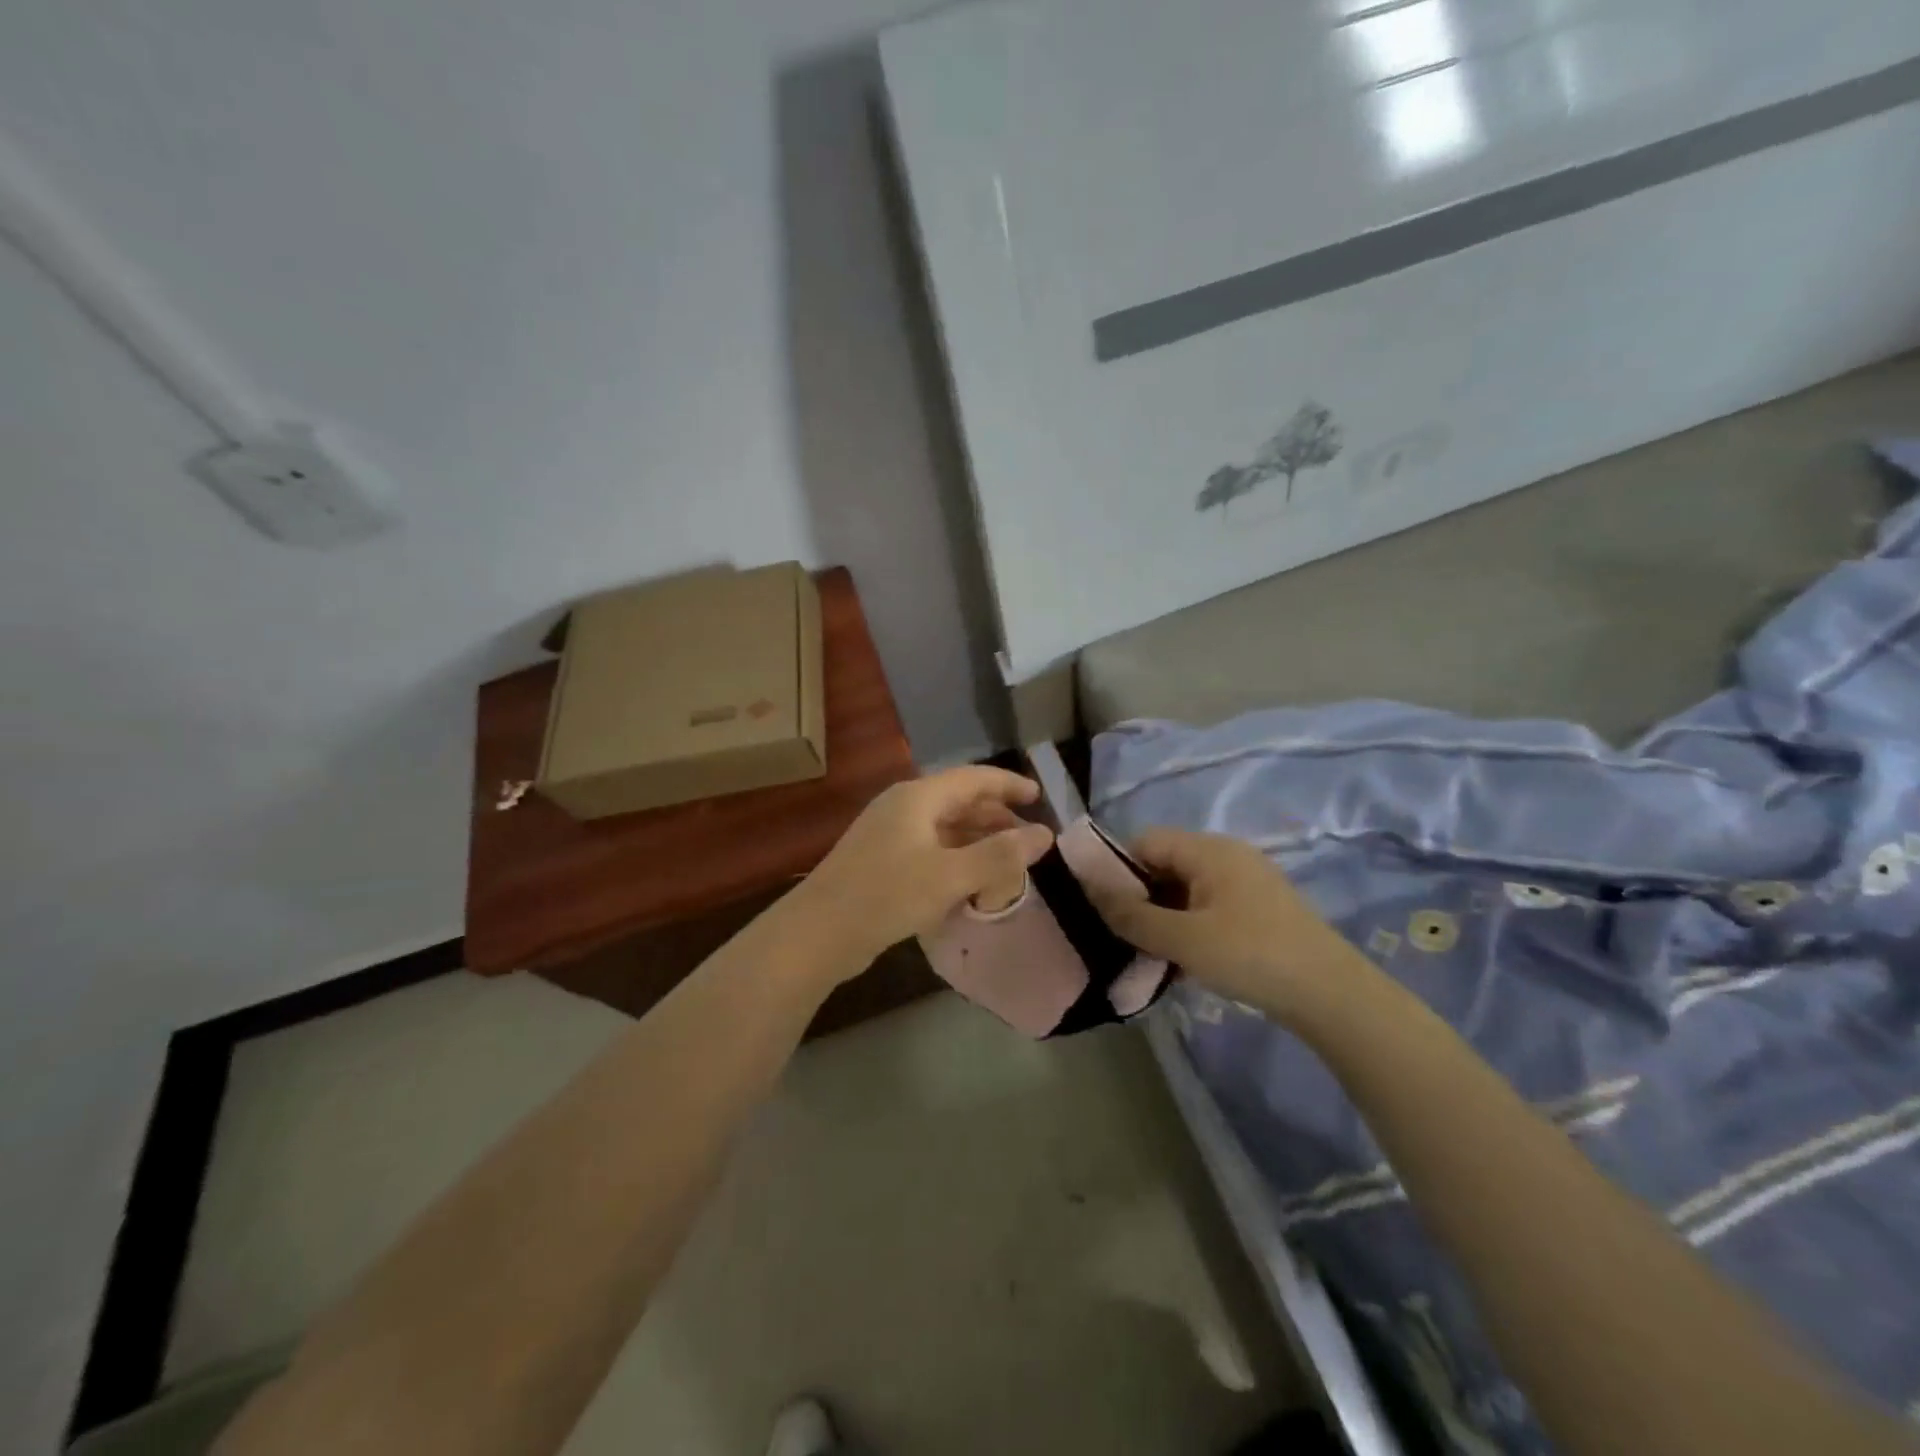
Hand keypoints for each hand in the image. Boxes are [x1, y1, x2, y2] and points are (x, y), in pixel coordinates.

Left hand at [785, 766, 1054, 978]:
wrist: (817, 933)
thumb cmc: (886, 895)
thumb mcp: (949, 876)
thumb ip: (999, 855)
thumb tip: (1044, 835)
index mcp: (918, 797)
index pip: (973, 778)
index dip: (1007, 784)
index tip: (1038, 796)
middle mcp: (902, 808)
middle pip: (958, 801)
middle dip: (994, 817)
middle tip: (1027, 837)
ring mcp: (888, 835)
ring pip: (944, 828)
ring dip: (976, 841)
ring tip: (1006, 861)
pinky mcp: (881, 862)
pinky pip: (929, 850)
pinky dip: (955, 859)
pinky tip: (970, 883)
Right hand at [1087, 827, 1366, 1023]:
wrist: (1330, 994)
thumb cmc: (1251, 955)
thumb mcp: (1183, 938)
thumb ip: (1132, 915)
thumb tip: (1090, 890)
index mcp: (1208, 850)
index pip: (1145, 842)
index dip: (1118, 870)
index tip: (1104, 910)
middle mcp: (1225, 856)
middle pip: (1164, 865)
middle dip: (1139, 898)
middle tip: (1123, 937)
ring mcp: (1244, 882)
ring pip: (1184, 890)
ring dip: (1163, 918)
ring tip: (1149, 955)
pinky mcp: (1256, 910)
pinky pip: (1207, 908)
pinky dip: (1188, 928)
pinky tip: (1182, 962)